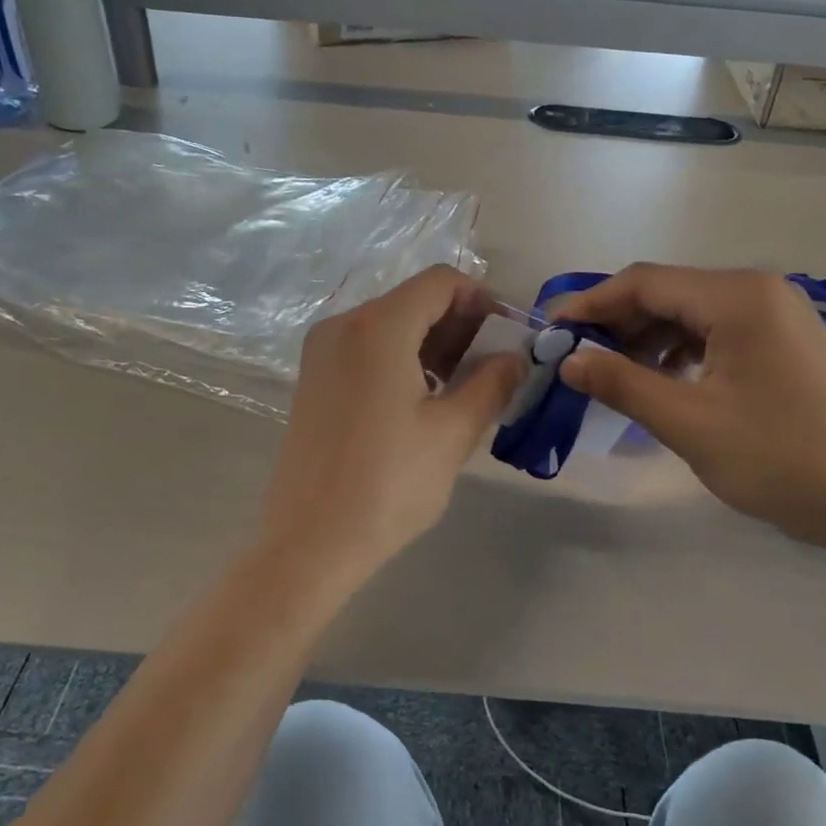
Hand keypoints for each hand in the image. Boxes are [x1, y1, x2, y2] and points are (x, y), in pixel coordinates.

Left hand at [255, 265, 526, 593]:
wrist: (310, 543)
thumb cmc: (388, 485)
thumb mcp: (453, 433)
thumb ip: (492, 383)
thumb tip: (515, 357)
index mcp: (378, 327)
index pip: (441, 282)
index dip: (482, 300)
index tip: (507, 339)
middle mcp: (342, 325)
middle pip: (413, 300)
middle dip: (459, 325)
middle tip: (490, 370)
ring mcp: (321, 352)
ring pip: (390, 325)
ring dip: (432, 344)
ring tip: (460, 391)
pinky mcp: (313, 379)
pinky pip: (366, 349)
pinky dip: (402, 359)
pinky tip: (420, 402)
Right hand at [552, 264, 825, 554]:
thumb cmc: (781, 458)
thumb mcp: (689, 423)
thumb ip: (622, 384)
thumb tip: (569, 360)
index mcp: (736, 297)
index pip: (644, 283)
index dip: (590, 305)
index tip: (549, 333)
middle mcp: (758, 291)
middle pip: (668, 293)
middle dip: (616, 323)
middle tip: (575, 359)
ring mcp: (778, 316)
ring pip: (691, 314)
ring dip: (646, 339)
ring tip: (612, 375)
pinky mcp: (786, 344)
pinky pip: (717, 334)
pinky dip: (680, 352)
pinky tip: (663, 382)